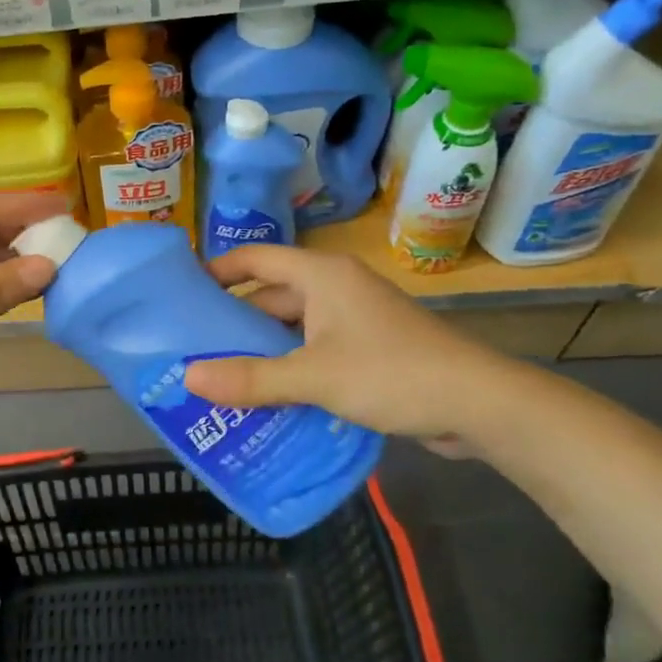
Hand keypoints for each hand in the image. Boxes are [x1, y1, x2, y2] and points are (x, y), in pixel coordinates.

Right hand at [182, 245, 525, 450]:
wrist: (479, 404)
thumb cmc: (392, 372)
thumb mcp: (313, 377)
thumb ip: (251, 379)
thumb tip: (188, 379)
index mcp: (321, 275)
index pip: (255, 258)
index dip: (218, 270)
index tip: (182, 292)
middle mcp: (335, 289)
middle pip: (271, 295)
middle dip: (235, 322)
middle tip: (193, 348)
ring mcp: (354, 319)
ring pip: (293, 328)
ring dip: (262, 350)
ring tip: (219, 376)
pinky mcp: (368, 349)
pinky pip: (314, 351)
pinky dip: (290, 368)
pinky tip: (266, 397)